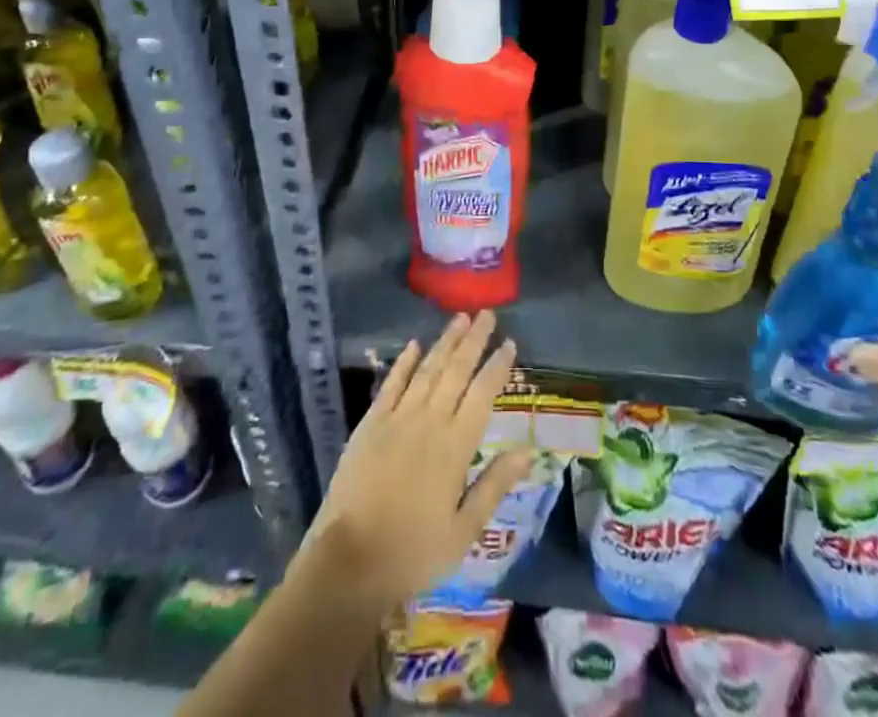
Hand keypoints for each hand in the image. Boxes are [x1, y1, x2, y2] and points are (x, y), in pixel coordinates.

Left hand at [303, 311, 532, 612]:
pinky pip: (391, 384)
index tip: (510, 343)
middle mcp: (429, 421)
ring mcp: (397, 418)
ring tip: (459, 319)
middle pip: (456, 371)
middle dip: (474, 340)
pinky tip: (413, 345)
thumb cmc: (413, 552)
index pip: (483, 394)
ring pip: (427, 369)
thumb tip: (528, 451)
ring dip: (445, 342)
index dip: (497, 366)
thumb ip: (495, 485)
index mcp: (456, 446)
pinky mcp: (370, 424)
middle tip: (487, 313)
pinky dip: (404, 363)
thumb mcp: (464, 531)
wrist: (349, 563)